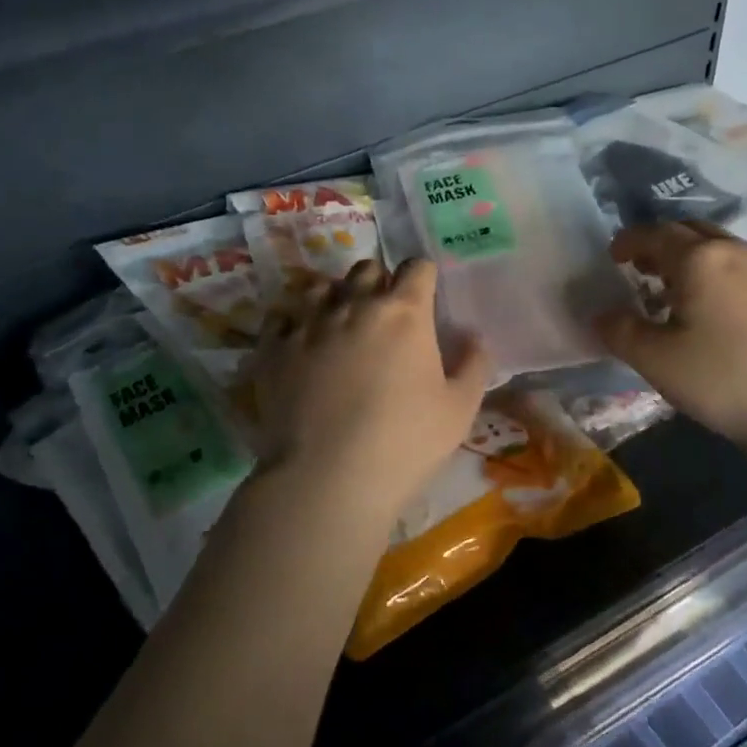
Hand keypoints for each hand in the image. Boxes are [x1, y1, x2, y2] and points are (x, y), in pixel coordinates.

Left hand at [248, 259, 490, 528]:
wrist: (327, 479)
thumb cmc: (405, 443)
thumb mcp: (459, 409)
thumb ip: (473, 364)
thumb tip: (474, 336)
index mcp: (404, 313)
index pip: (416, 268)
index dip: (423, 277)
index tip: (425, 296)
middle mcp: (353, 305)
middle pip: (367, 269)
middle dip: (379, 282)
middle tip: (384, 314)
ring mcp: (307, 324)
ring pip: (320, 287)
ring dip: (335, 297)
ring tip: (339, 325)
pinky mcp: (273, 349)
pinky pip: (281, 318)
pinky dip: (294, 324)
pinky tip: (301, 345)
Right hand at [597, 222, 746, 451]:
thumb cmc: (724, 380)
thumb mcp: (656, 361)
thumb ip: (620, 331)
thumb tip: (601, 314)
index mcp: (699, 259)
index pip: (654, 234)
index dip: (628, 241)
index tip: (612, 257)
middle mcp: (734, 251)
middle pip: (689, 230)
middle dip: (659, 243)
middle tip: (639, 269)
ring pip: (717, 246)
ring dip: (688, 256)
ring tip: (672, 290)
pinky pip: (738, 266)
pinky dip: (713, 272)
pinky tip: (711, 309)